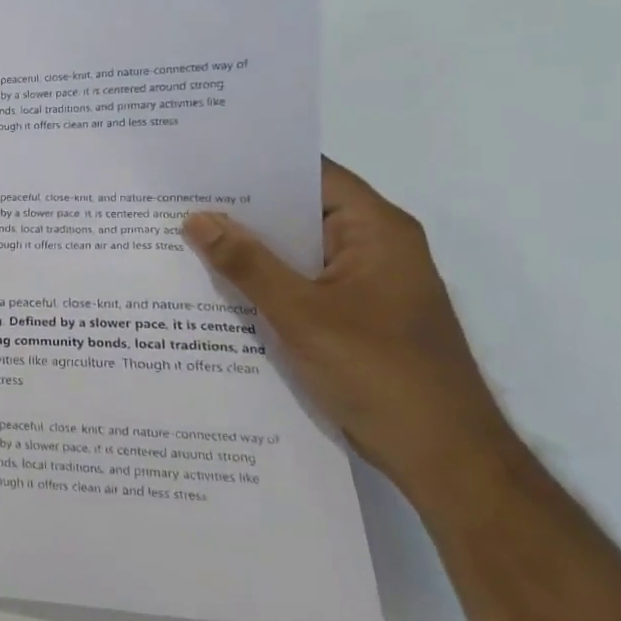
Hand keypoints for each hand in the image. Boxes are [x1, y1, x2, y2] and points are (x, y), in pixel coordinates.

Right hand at [182, 160, 512, 499]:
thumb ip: (247, 263)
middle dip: (242, 210)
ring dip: (249, 250)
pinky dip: (262, 284)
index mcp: (376, 231)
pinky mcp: (351, 317)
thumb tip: (197, 218)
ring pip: (295, 253)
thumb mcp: (301, 314)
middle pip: (300, 212)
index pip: (312, 175)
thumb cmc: (380, 373)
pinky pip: (299, 286)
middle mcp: (373, 248)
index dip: (258, 165)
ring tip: (183, 238)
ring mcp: (363, 285)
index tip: (201, 163)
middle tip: (177, 200)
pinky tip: (215, 288)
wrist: (443, 457)